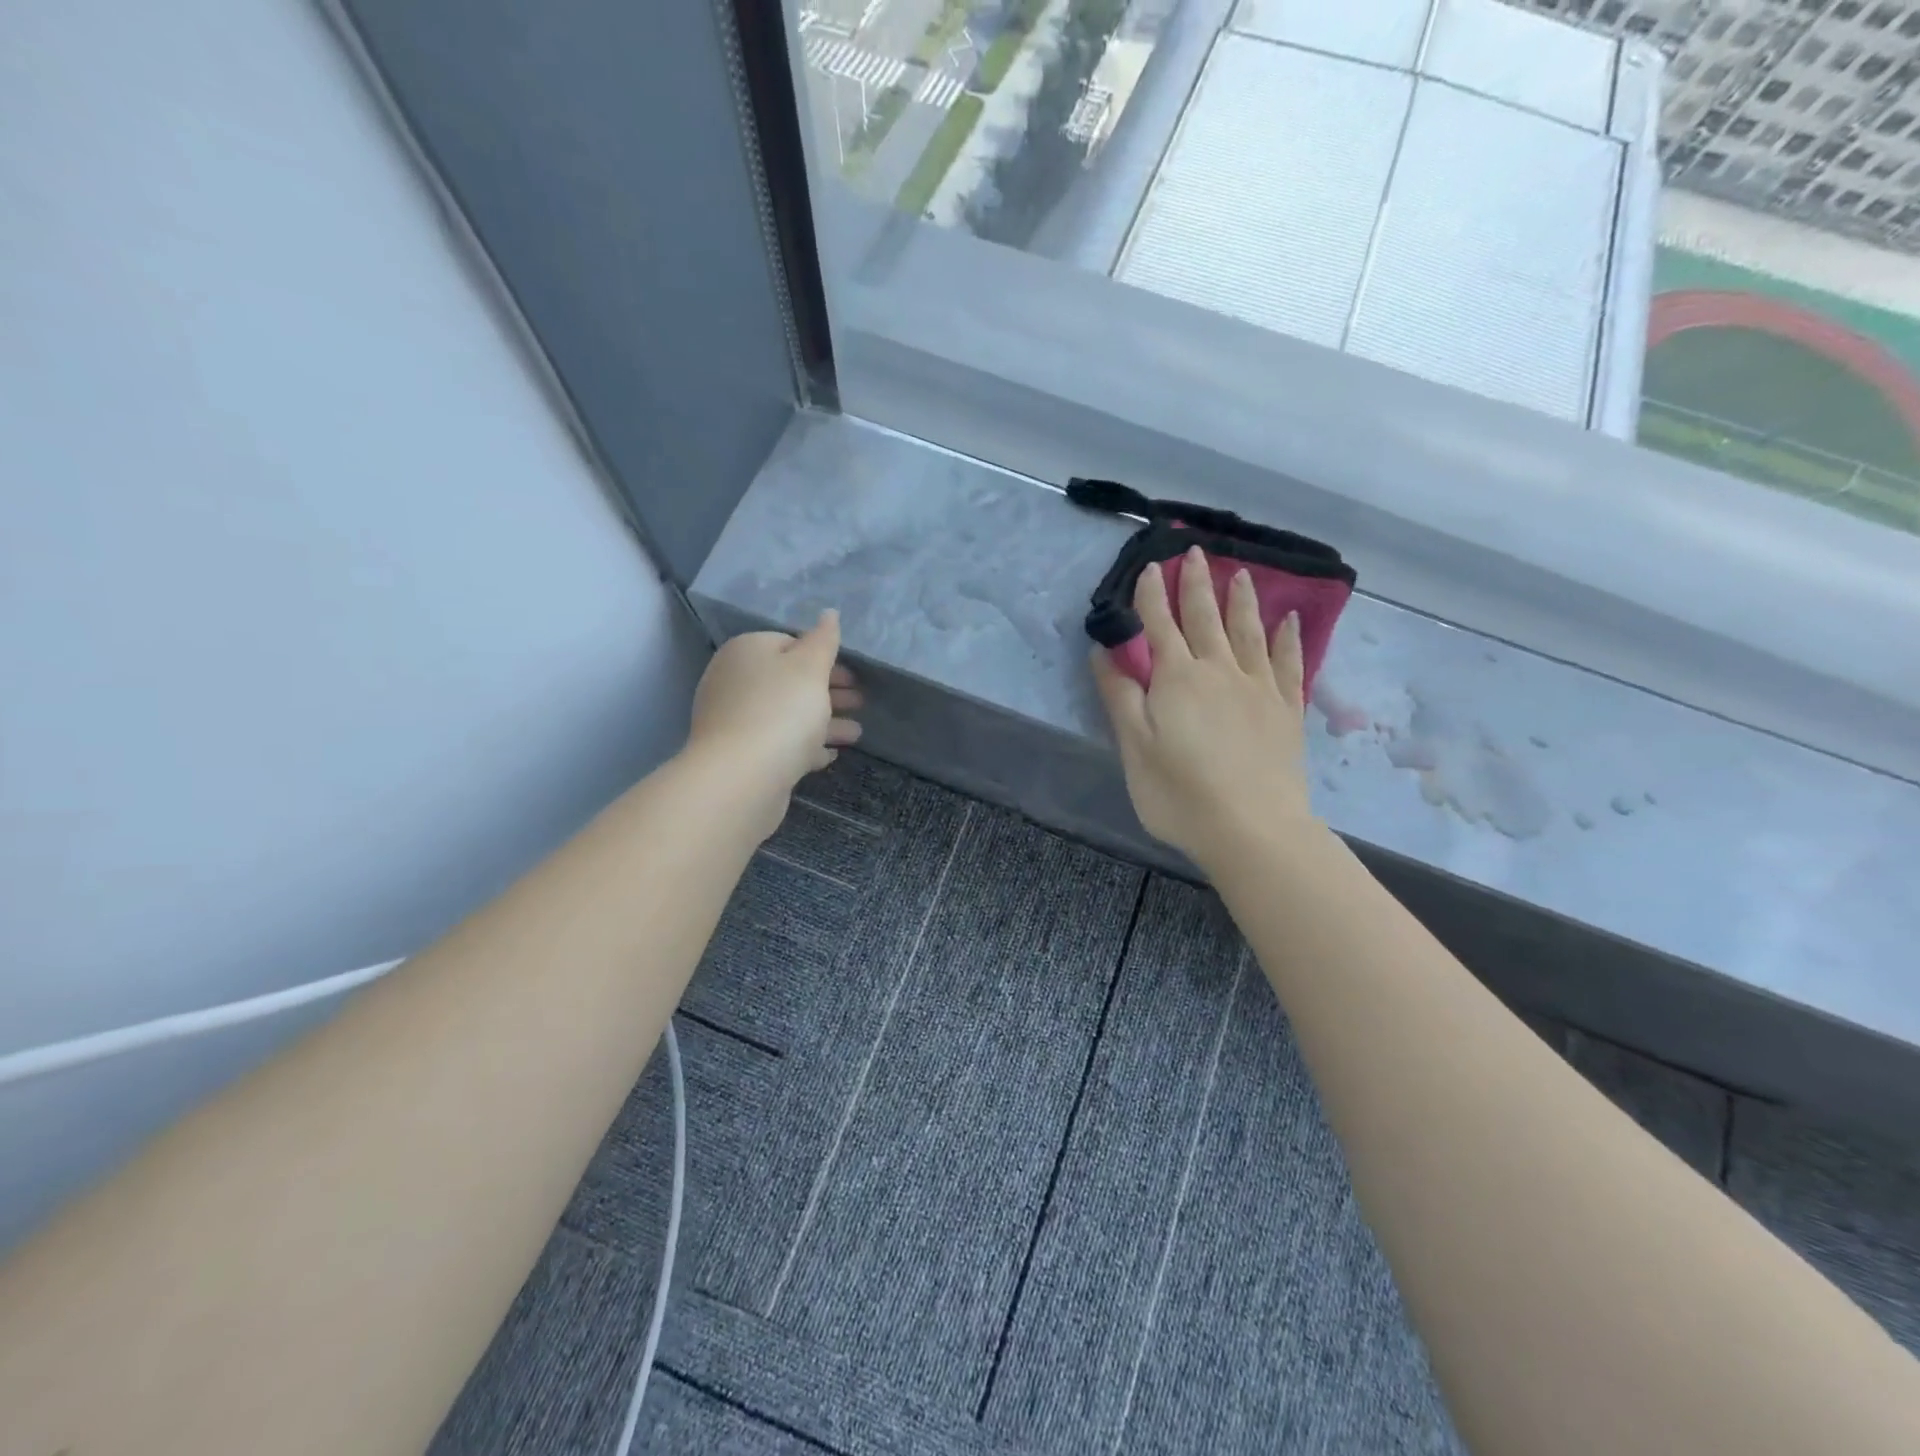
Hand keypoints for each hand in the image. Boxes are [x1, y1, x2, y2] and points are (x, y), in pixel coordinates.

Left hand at [687, 612, 861, 837]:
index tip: (852, 676)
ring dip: (823, 722)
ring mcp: (734, 720)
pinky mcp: (740, 755)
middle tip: (860, 702)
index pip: (788, 643)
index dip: (822, 658)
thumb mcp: (810, 667)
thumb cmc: (781, 711)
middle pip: (788, 681)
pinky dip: (804, 745)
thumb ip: (823, 640)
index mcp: (747, 651)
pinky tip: (828, 754)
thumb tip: (829, 613)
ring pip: (787, 714)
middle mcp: (734, 681)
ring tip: (856, 735)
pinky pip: (779, 743)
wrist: (741, 777)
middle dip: (827, 692)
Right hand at [1091, 549, 1317, 871]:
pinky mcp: (1285, 710)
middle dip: (1197, 584)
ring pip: (1248, 632)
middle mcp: (1219, 671)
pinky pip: (1288, 663)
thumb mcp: (1135, 747)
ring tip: (1240, 573)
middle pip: (1205, 618)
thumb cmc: (1180, 793)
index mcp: (1177, 679)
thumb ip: (1119, 696)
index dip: (1153, 596)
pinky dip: (1287, 638)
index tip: (1151, 568)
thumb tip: (1104, 652)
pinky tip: (1288, 620)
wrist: (1252, 829)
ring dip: (1241, 600)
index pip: (1160, 626)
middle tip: (1195, 551)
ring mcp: (1258, 688)